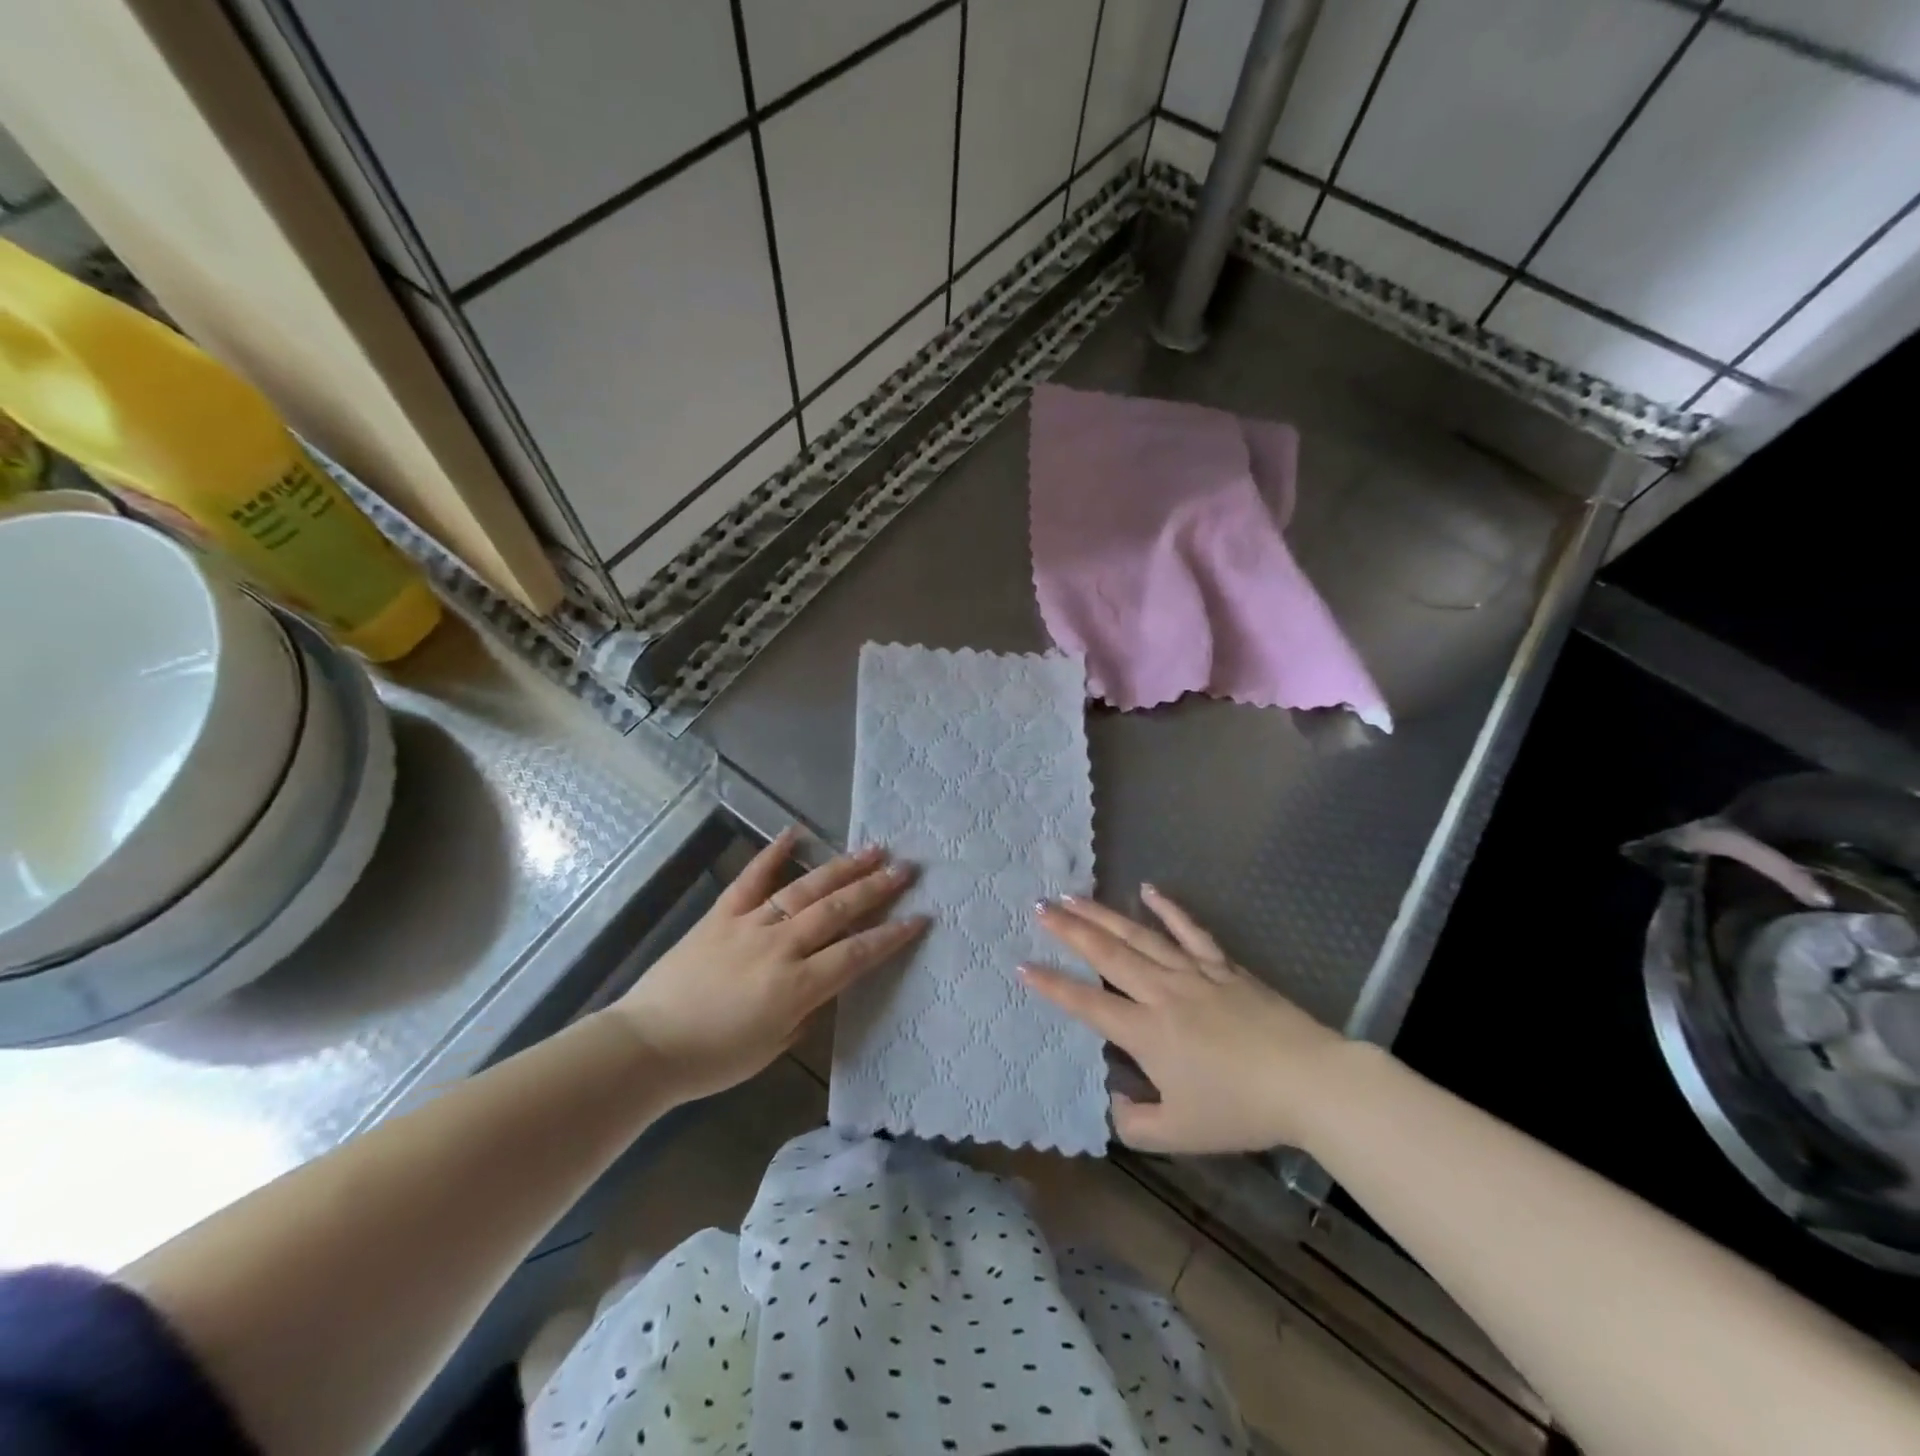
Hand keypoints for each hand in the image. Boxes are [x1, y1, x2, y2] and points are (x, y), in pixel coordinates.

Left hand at [612, 830, 926, 1102]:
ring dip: (841, 867)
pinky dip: (773, 853)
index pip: (856, 954)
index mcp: (795, 986)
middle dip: (876, 888)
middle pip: (836, 910)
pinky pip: (751, 878)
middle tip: (906, 869)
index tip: (920, 917)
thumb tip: (826, 982)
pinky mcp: (721, 914)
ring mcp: (748, 925)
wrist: (645, 1046)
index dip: (891, 936)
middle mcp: (778, 947)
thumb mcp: (773, 1046)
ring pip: (804, 888)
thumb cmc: (713, 1059)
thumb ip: (807, 1010)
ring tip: (872, 849)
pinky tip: (795, 832)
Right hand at [1022, 887, 1350, 1152]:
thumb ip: (1136, 1124)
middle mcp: (1162, 993)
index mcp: (1146, 1033)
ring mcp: (1193, 973)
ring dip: (1103, 915)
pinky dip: (1169, 909)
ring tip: (1074, 895)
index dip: (1052, 985)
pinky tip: (1148, 890)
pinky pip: (1190, 931)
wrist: (1308, 1083)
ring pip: (1139, 936)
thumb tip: (1114, 1101)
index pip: (1087, 1004)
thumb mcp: (1180, 1134)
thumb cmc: (1241, 1110)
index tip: (1022, 964)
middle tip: (1041, 906)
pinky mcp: (1222, 966)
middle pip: (1107, 955)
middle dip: (1070, 930)